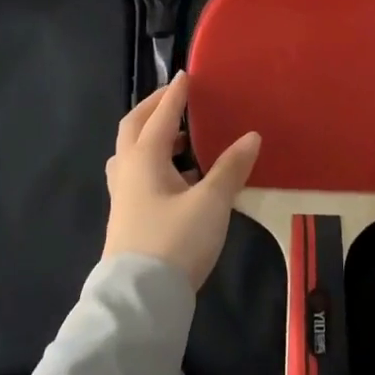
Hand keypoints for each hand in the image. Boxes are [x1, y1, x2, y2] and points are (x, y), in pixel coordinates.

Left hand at [104, 72, 260, 289]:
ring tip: (181, 137)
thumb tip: (251, 136)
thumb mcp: (211, 202)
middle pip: (134, 127)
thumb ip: (231, 167)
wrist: (141, 299)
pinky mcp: (127, 216)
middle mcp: (127, 170)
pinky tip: (178, 177)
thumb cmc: (175, 241)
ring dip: (152, 136)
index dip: (175, 94)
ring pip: (132, 153)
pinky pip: (137, 174)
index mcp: (144, 157)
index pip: (161, 115)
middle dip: (154, 108)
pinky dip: (154, 162)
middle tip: (175, 98)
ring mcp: (123, 195)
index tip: (186, 75)